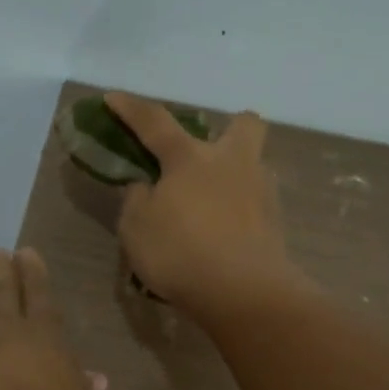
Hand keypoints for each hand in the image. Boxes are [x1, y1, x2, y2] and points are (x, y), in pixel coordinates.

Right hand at [105, 93, 300, 316]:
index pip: (155, 122)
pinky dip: (241, 212)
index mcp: (190, 158)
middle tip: (205, 155)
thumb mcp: (136, 228)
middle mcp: (232, 163)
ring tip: (212, 207)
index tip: (113, 97)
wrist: (243, 292)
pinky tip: (226, 234)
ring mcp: (260, 191)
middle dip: (227, 129)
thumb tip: (147, 188)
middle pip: (243, 124)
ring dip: (235, 176)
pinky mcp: (276, 223)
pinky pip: (256, 204)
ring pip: (254, 165)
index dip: (131, 109)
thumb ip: (137, 200)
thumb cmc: (180, 252)